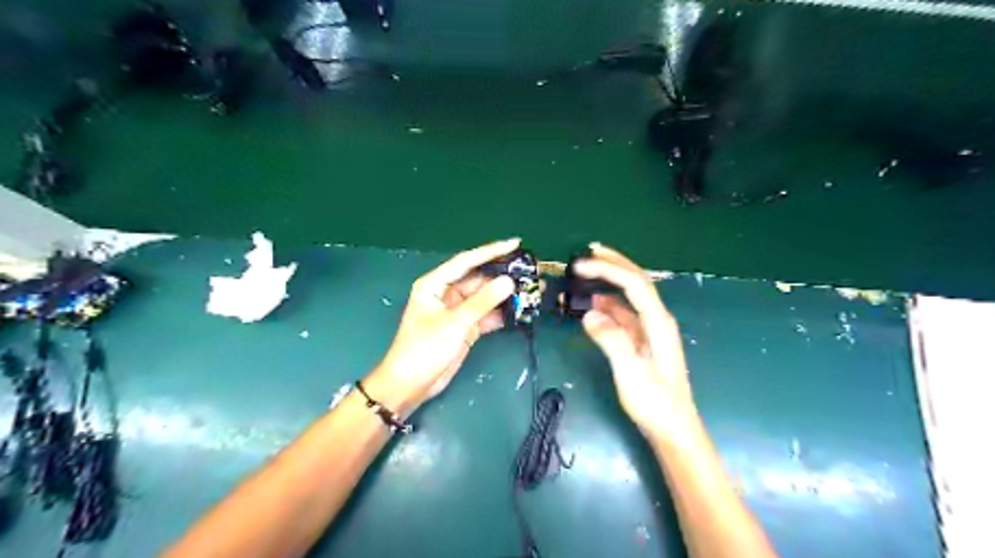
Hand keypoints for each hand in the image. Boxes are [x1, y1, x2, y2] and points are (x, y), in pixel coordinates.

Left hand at [373, 238, 520, 411]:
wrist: (411, 385)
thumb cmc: (424, 348)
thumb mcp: (455, 323)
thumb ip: (483, 301)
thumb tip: (508, 281)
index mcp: (435, 284)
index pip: (467, 261)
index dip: (492, 251)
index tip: (516, 243)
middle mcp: (446, 293)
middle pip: (479, 279)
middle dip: (503, 275)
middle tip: (530, 270)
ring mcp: (457, 311)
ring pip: (484, 297)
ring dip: (505, 296)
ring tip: (532, 290)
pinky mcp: (464, 328)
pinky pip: (486, 315)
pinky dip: (500, 314)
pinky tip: (520, 311)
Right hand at [575, 244, 697, 444]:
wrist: (673, 429)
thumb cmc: (655, 403)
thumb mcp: (631, 373)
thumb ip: (612, 341)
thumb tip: (589, 315)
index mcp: (658, 323)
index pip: (634, 284)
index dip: (608, 270)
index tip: (582, 265)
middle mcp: (657, 320)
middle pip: (637, 282)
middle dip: (614, 263)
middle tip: (590, 251)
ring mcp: (650, 331)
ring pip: (630, 297)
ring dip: (610, 281)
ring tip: (588, 273)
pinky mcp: (643, 342)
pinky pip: (624, 315)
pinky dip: (608, 305)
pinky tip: (594, 306)